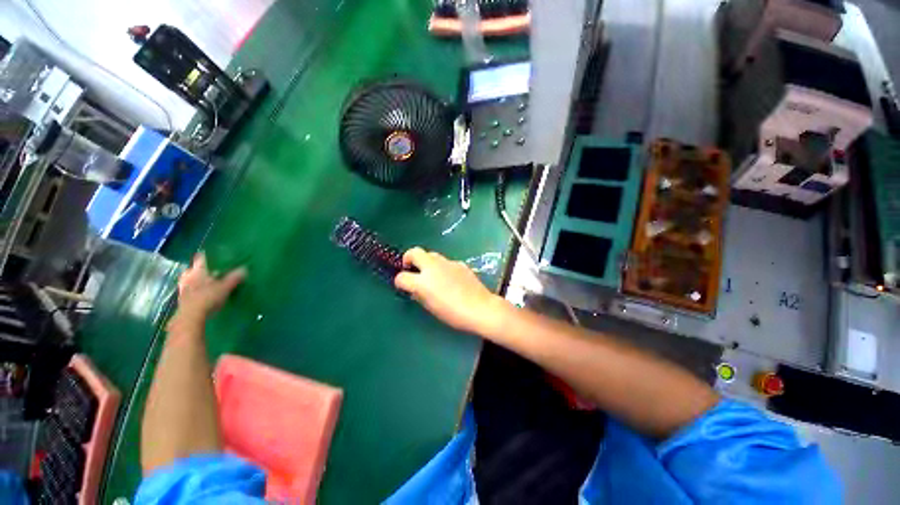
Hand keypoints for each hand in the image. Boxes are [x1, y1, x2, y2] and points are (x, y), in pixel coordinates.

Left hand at [176, 253, 245, 320]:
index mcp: (198, 270)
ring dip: (196, 280)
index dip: (207, 255)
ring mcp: (183, 287)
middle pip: (193, 268)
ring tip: (205, 282)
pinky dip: (194, 289)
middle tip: (210, 270)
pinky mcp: (181, 298)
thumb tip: (245, 268)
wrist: (191, 316)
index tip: (213, 254)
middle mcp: (188, 276)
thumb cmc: (208, 297)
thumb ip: (234, 277)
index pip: (201, 258)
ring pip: (190, 279)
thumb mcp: (225, 287)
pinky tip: (200, 293)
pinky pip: (188, 289)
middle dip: (201, 269)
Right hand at [394, 247, 506, 334]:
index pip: (402, 277)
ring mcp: (447, 263)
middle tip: (412, 268)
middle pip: (414, 252)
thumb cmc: (453, 314)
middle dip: (409, 258)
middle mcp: (432, 267)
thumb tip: (415, 289)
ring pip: (431, 254)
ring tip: (432, 275)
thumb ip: (420, 295)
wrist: (479, 308)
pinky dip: (442, 267)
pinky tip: (450, 279)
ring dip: (426, 262)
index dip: (400, 281)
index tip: (403, 285)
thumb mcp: (431, 307)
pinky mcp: (459, 263)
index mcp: (423, 281)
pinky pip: (445, 262)